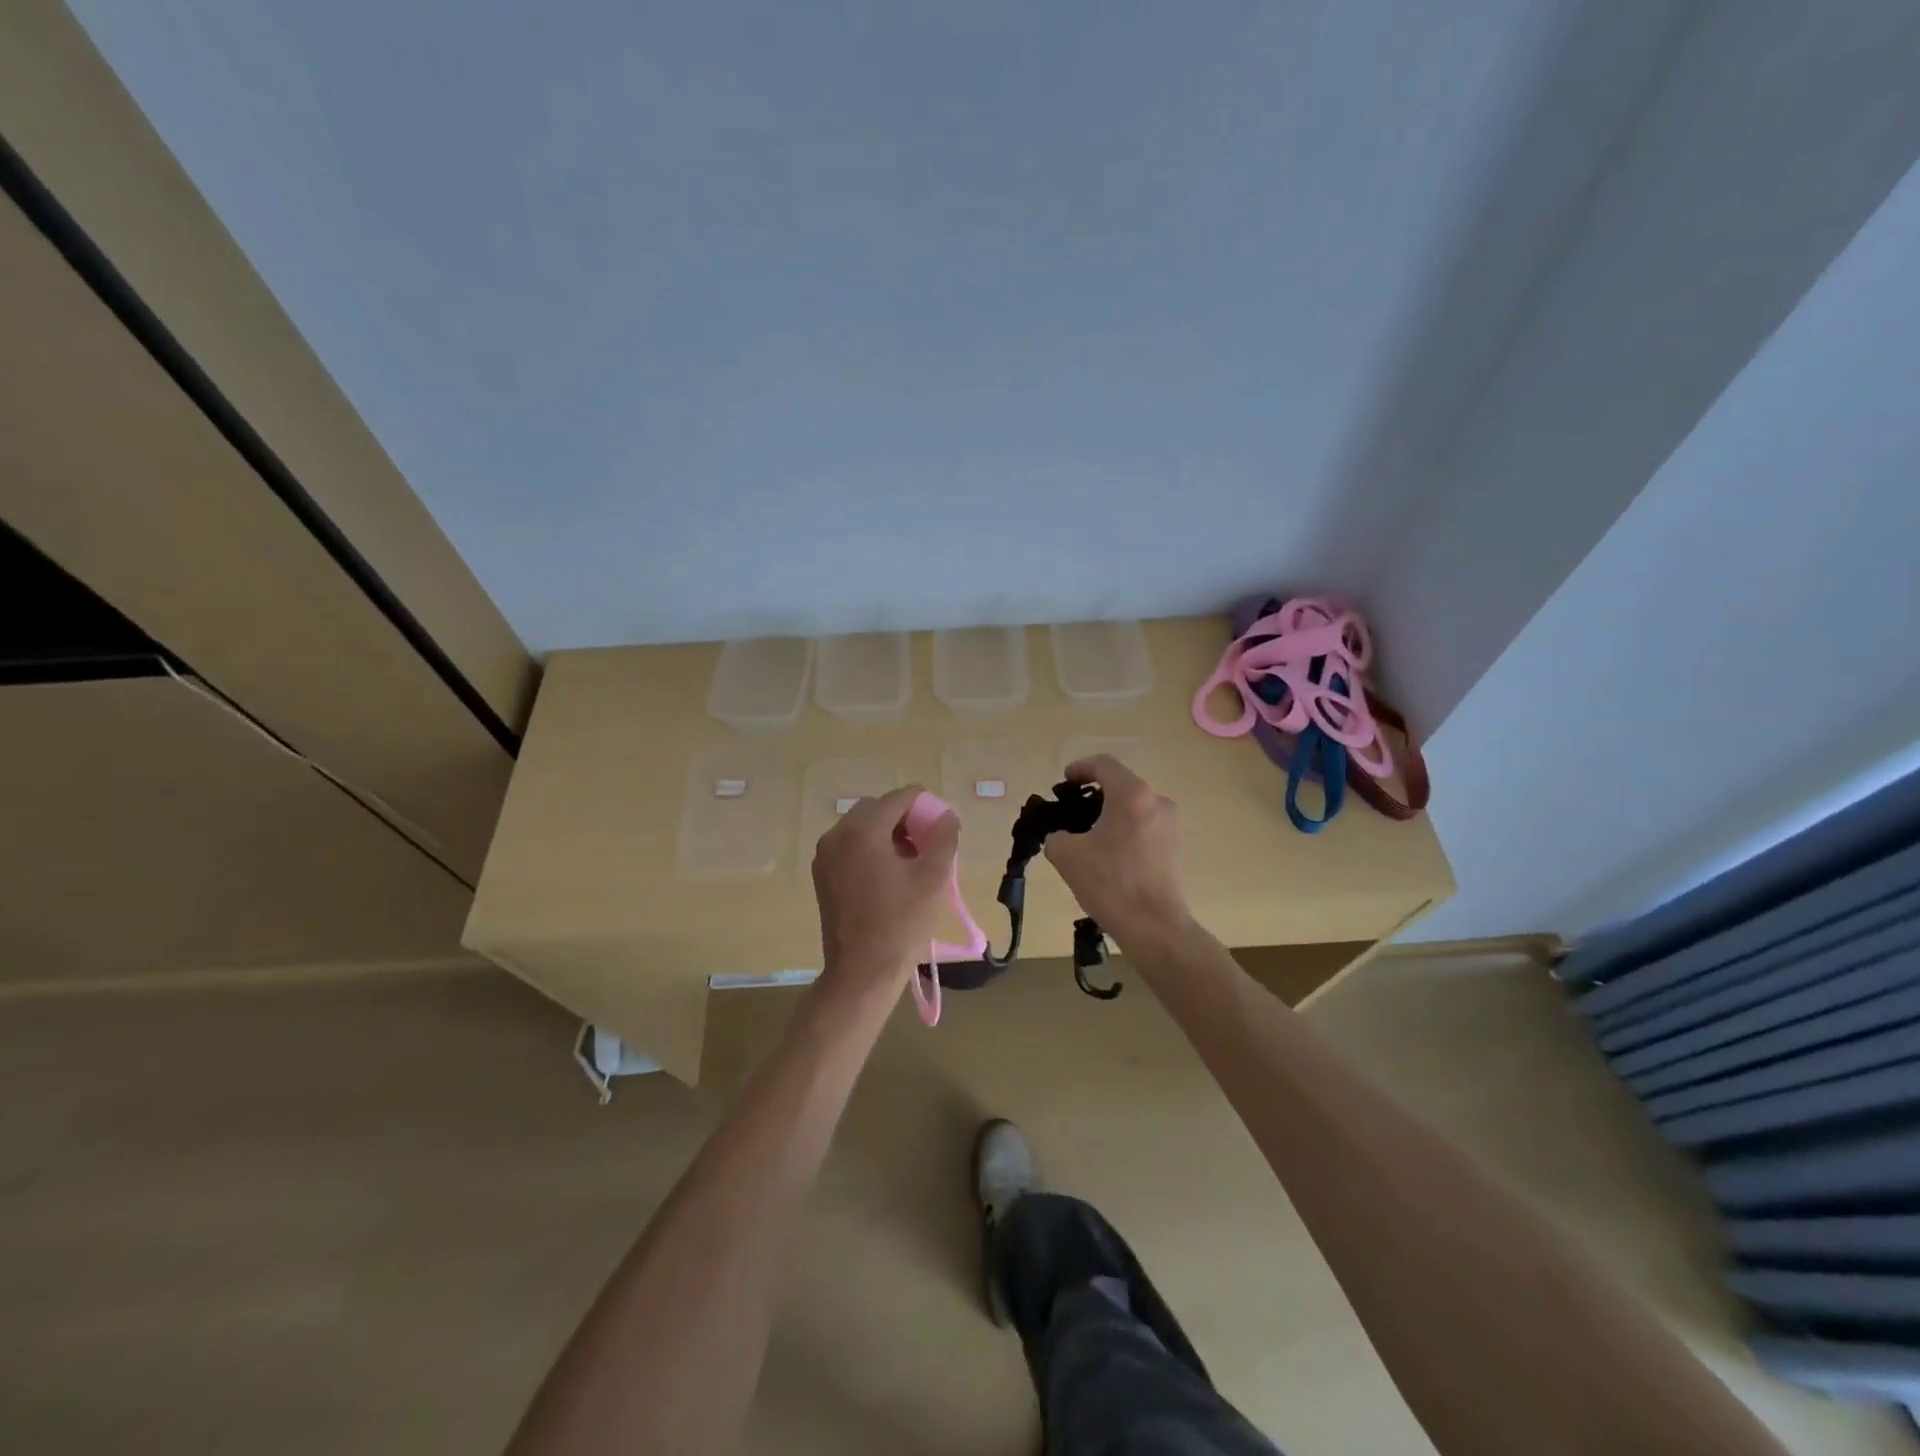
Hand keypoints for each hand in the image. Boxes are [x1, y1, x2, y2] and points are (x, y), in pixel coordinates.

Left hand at [810, 784, 959, 1000]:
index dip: (926, 807)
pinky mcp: (822, 876)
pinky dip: (871, 850)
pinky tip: (889, 876)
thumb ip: (944, 837)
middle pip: (878, 809)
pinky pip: (850, 847)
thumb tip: (946, 815)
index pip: (900, 798)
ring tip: (911, 863)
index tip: (942, 829)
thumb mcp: (933, 878)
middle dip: (905, 820)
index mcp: (863, 829)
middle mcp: (837, 834)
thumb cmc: (901, 923)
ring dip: (888, 835)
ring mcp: (825, 856)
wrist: (862, 972)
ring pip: (862, 828)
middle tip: (928, 846)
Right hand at [1044, 755, 1189, 937]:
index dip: (1079, 768)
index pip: (1104, 764)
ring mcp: (1170, 824)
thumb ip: (1056, 835)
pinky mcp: (1175, 846)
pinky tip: (1108, 855)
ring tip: (1087, 836)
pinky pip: (1144, 825)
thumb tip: (1062, 836)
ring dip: (1110, 813)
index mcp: (1132, 795)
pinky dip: (1124, 829)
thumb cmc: (1110, 883)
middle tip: (1071, 811)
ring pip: (1134, 806)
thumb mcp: (1066, 855)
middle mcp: (1156, 801)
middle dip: (1093, 793)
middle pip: (1121, 784)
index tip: (1064, 783)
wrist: (1154, 926)